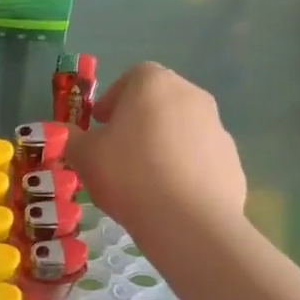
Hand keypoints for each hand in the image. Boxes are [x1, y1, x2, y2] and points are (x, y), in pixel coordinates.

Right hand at [65, 62, 246, 240]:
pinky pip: (200, 158)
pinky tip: (170, 197)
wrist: (189, 222)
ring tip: (145, 180)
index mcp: (153, 84)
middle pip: (159, 101)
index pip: (130, 77)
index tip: (99, 126)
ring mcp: (217, 127)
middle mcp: (191, 95)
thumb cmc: (129, 175)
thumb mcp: (84, 156)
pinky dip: (185, 169)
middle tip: (118, 153)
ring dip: (164, 144)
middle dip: (138, 121)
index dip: (112, 100)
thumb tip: (68, 134)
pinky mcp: (232, 160)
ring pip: (182, 129)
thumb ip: (72, 139)